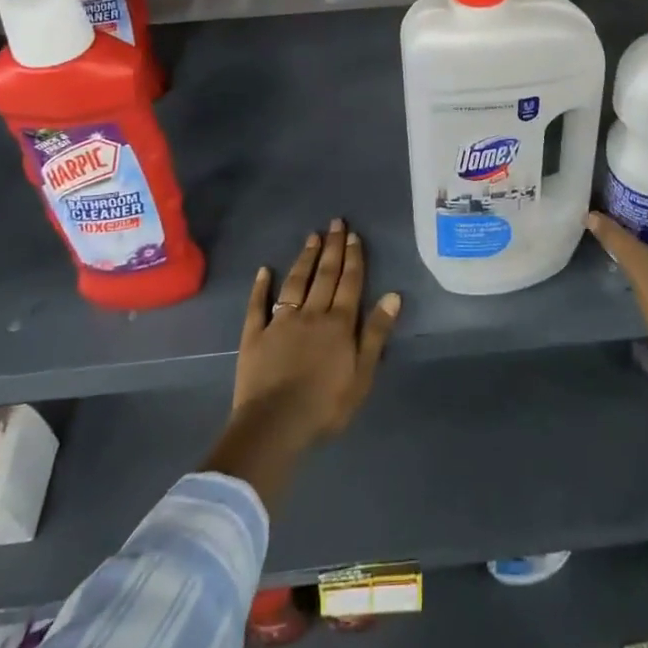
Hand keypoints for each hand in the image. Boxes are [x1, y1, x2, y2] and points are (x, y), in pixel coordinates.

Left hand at [233, 219, 401, 446]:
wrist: (275, 425)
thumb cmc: (325, 405)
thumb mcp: (362, 375)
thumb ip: (376, 334)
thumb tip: (392, 295)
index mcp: (339, 324)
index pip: (350, 283)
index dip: (353, 258)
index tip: (354, 235)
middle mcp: (311, 314)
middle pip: (325, 275)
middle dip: (332, 247)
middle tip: (335, 223)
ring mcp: (280, 322)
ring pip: (295, 282)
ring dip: (305, 258)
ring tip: (311, 236)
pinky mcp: (255, 335)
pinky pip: (257, 305)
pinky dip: (261, 286)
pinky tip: (264, 270)